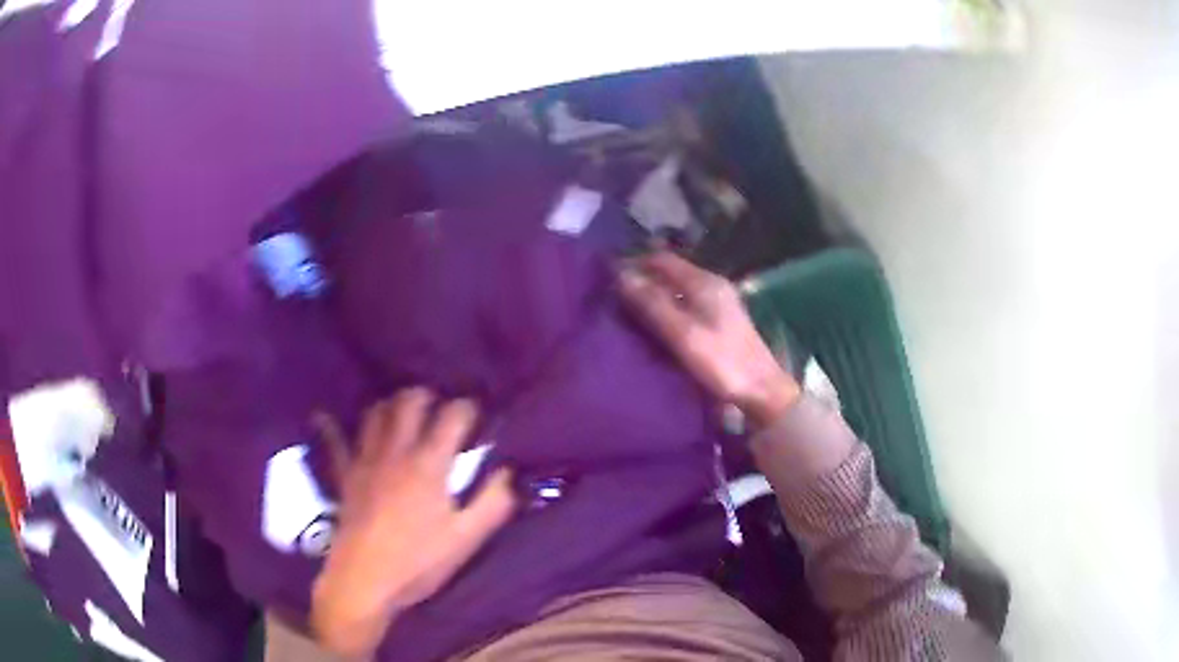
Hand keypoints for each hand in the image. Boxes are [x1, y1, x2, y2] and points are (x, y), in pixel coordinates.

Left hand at [310, 389, 515, 657]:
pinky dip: (330, 427)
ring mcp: (365, 460)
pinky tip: (323, 416)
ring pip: (375, 414)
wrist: (366, 580)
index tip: (477, 414)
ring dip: (391, 407)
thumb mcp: (467, 538)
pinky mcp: (345, 476)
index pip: (451, 416)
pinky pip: (334, 444)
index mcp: (429, 465)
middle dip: (426, 397)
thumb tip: (510, 471)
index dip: (467, 408)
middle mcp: (395, 451)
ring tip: (403, 414)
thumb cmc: (419, 562)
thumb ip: (494, 502)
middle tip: (438, 408)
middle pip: (408, 403)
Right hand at [619, 251, 799, 427]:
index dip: (635, 263)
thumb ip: (653, 304)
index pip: (662, 259)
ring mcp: (718, 303)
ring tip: (627, 311)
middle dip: (642, 279)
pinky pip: (685, 304)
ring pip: (677, 289)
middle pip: (670, 272)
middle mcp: (712, 285)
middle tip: (613, 297)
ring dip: (653, 295)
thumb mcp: (683, 334)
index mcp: (704, 282)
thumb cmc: (722, 362)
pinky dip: (667, 308)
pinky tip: (654, 325)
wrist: (761, 390)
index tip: (608, 278)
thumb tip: (621, 275)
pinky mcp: (719, 321)